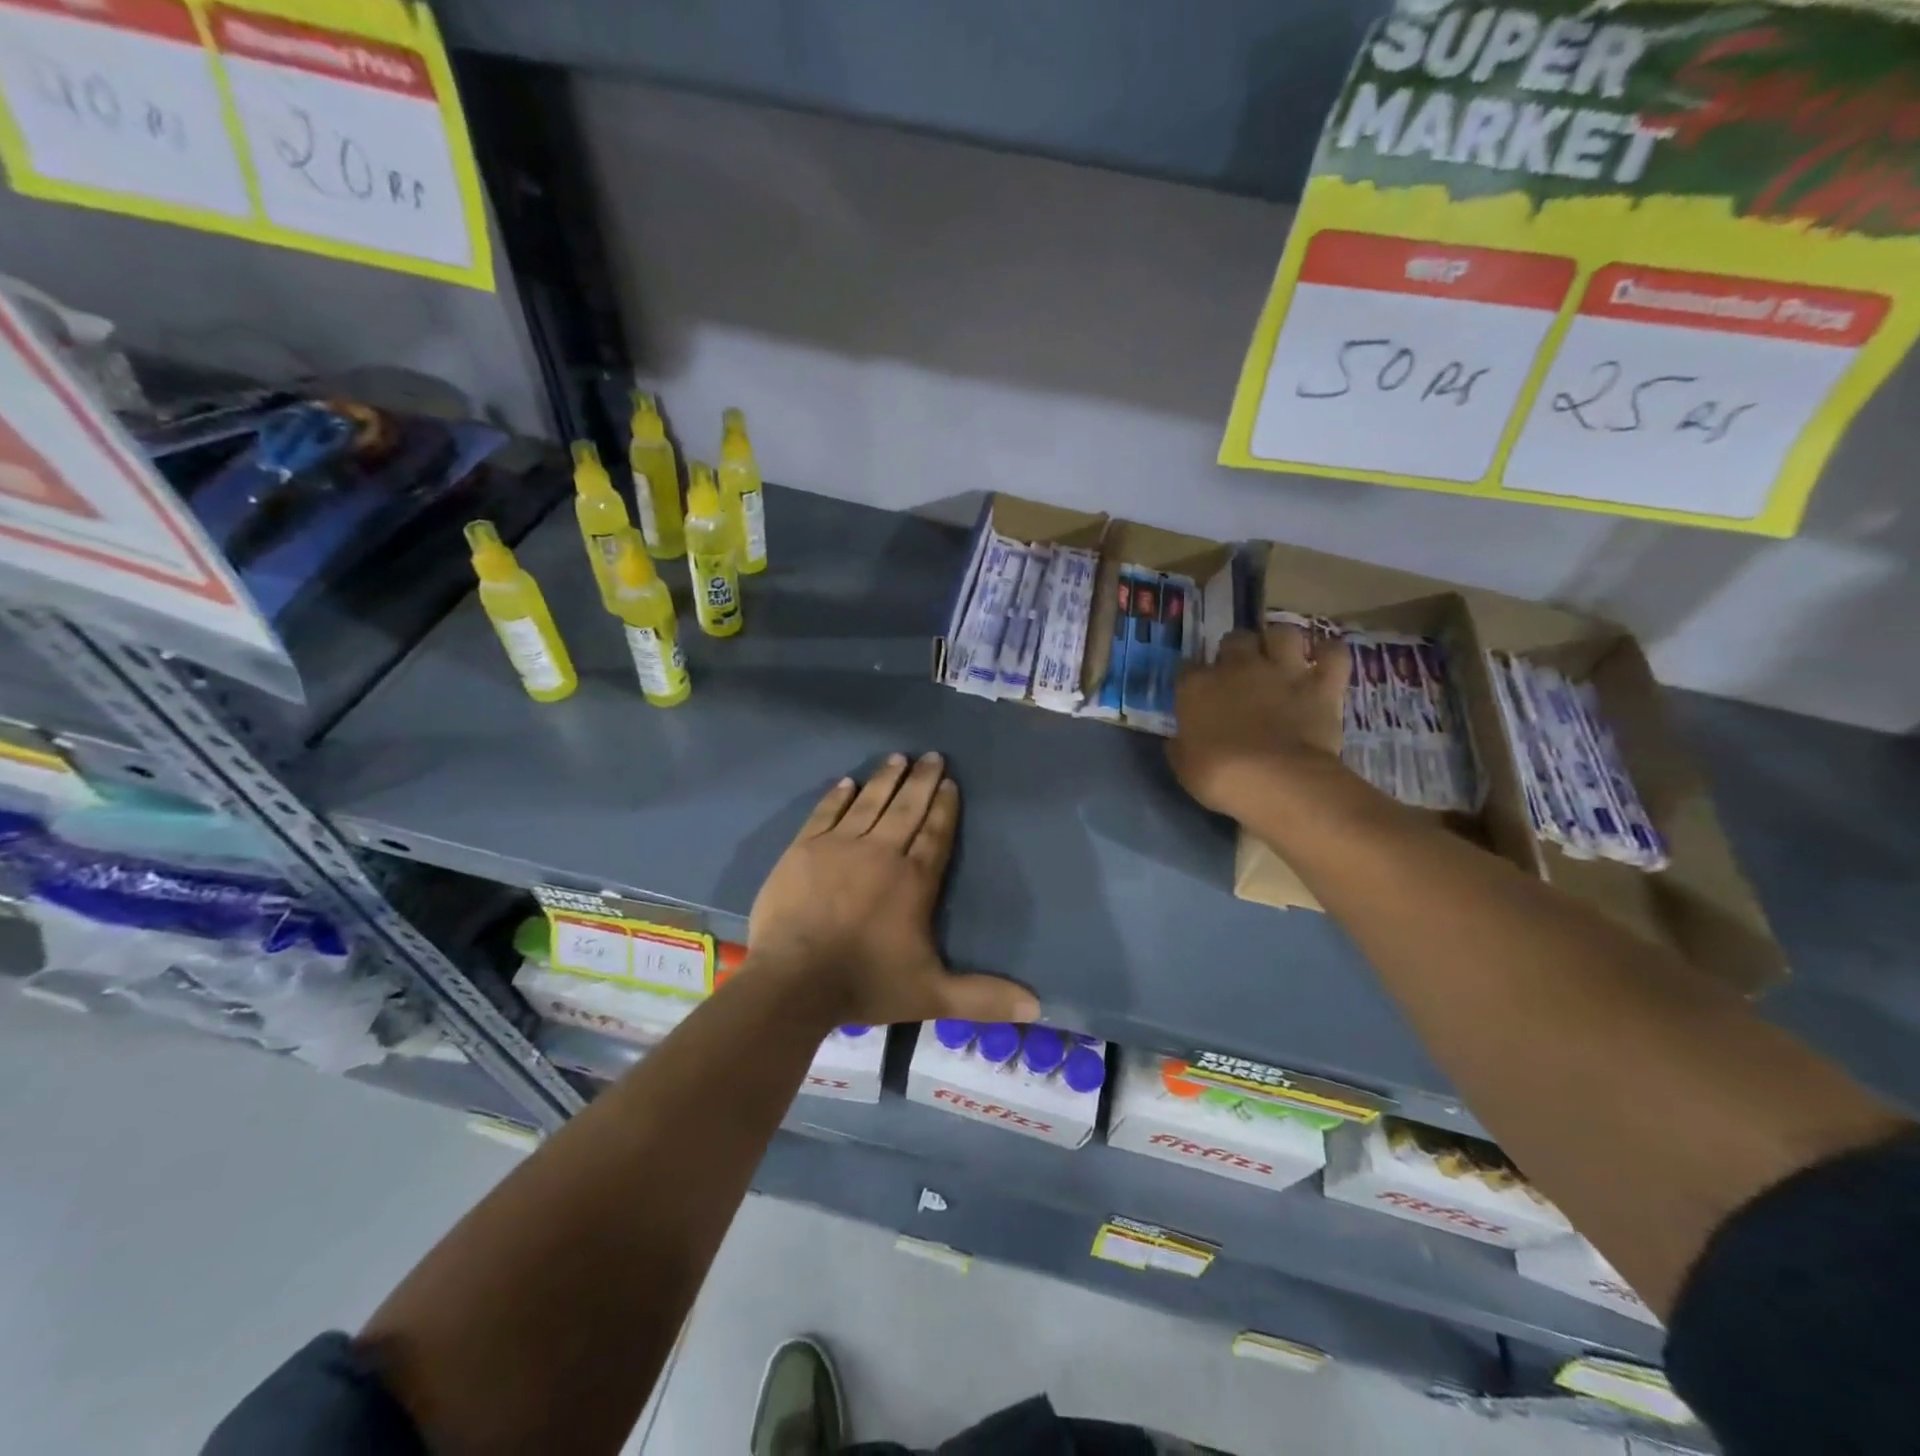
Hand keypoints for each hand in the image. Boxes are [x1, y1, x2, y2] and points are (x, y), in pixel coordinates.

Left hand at [748, 752, 1040, 1027]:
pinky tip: (848, 782)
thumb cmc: (865, 984)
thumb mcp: (932, 995)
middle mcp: (881, 852)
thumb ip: (983, 997)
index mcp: (914, 879)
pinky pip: (826, 813)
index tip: (951, 783)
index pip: (935, 833)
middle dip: (922, 781)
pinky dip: (838, 797)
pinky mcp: (803, 849)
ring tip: (898, 757)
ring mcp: (839, 846)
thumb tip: (1037, 1008)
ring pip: (870, 803)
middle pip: (906, 808)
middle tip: (932, 756)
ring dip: (886, 779)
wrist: (793, 982)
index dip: (945, 807)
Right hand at [1167, 624, 1350, 818]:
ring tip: (1280, 659)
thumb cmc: (1220, 777)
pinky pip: (1333, 653)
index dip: (1193, 677)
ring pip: (1282, 634)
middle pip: (1235, 639)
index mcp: (1197, 686)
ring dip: (1280, 643)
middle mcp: (1238, 667)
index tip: (1197, 692)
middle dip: (1236, 651)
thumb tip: (1180, 740)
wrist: (1277, 782)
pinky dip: (1329, 653)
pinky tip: (1324, 659)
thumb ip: (1181, 745)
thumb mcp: (1184, 766)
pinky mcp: (1321, 684)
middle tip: (1240, 672)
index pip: (1187, 667)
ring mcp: (1282, 671)